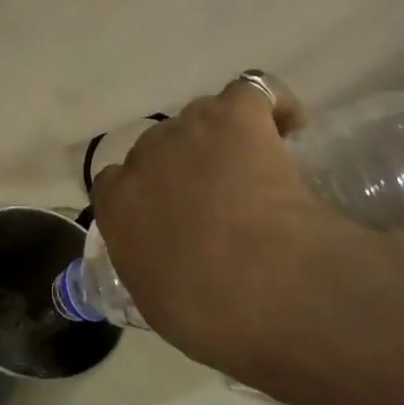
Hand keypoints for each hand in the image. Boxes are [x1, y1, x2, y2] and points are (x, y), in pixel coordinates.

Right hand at [91, 77, 356, 375]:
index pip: (115, 183)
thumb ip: (151, 268)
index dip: (146, 194)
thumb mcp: (159, 304)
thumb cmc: (208, 313)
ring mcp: (189, 131)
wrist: (262, 284)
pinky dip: (272, 107)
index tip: (172, 218)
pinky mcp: (236, 115)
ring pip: (201, 116)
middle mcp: (143, 158)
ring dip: (222, 136)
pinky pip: (252, 91)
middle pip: (159, 146)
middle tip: (221, 199)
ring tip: (255, 168)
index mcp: (116, 205)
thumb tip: (168, 265)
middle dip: (185, 165)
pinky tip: (288, 131)